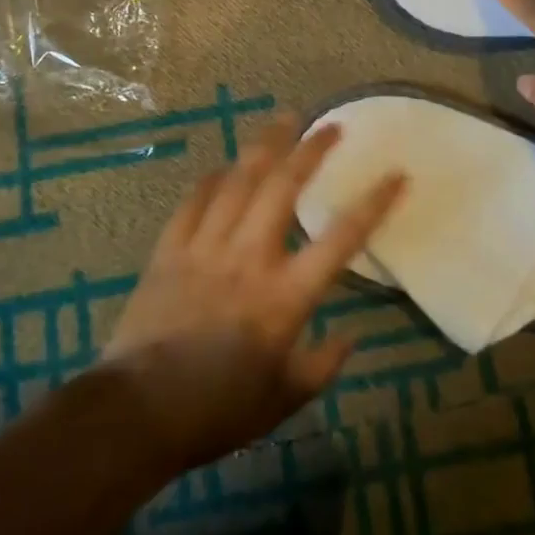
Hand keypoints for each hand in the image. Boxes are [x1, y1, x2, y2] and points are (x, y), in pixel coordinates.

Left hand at [101, 115, 405, 470]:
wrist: (138, 413)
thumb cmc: (219, 410)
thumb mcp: (285, 399)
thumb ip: (323, 365)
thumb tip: (351, 336)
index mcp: (286, 295)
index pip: (342, 238)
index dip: (374, 203)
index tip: (397, 174)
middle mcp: (249, 258)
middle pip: (284, 188)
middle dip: (311, 150)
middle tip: (330, 125)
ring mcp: (206, 248)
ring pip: (239, 183)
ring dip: (264, 148)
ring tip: (282, 121)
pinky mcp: (169, 251)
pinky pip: (192, 203)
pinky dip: (210, 181)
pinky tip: (221, 167)